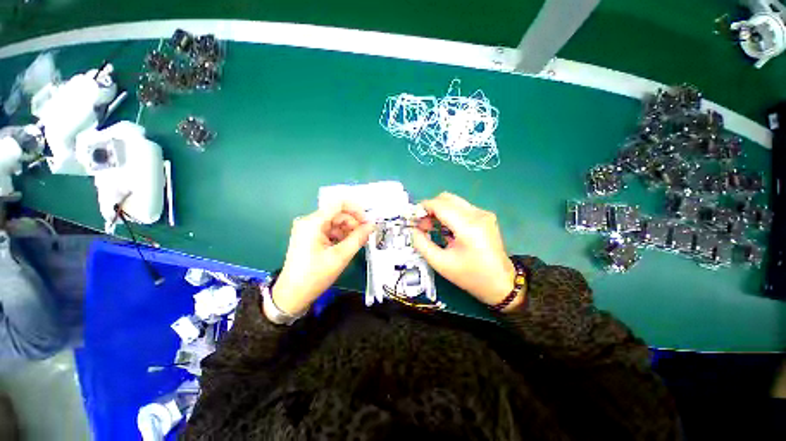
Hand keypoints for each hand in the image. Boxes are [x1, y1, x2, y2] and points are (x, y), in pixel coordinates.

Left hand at [272, 202, 373, 315]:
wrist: (292, 295)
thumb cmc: (315, 275)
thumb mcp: (341, 256)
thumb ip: (358, 238)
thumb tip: (372, 225)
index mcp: (313, 222)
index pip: (338, 204)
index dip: (356, 210)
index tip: (368, 222)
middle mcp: (309, 221)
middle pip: (337, 214)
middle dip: (353, 223)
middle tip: (364, 236)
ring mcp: (308, 229)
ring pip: (334, 222)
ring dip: (347, 230)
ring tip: (356, 243)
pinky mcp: (309, 237)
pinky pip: (329, 230)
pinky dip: (340, 235)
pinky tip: (346, 246)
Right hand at [411, 193, 520, 308]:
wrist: (501, 284)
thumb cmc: (470, 276)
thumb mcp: (440, 263)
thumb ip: (422, 244)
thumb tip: (413, 229)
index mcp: (468, 226)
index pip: (440, 205)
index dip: (423, 208)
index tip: (412, 218)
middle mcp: (477, 214)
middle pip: (446, 198)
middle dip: (430, 208)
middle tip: (422, 224)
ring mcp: (483, 214)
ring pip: (453, 201)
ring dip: (439, 210)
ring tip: (432, 228)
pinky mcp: (485, 217)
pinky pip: (461, 208)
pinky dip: (449, 214)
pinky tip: (446, 229)